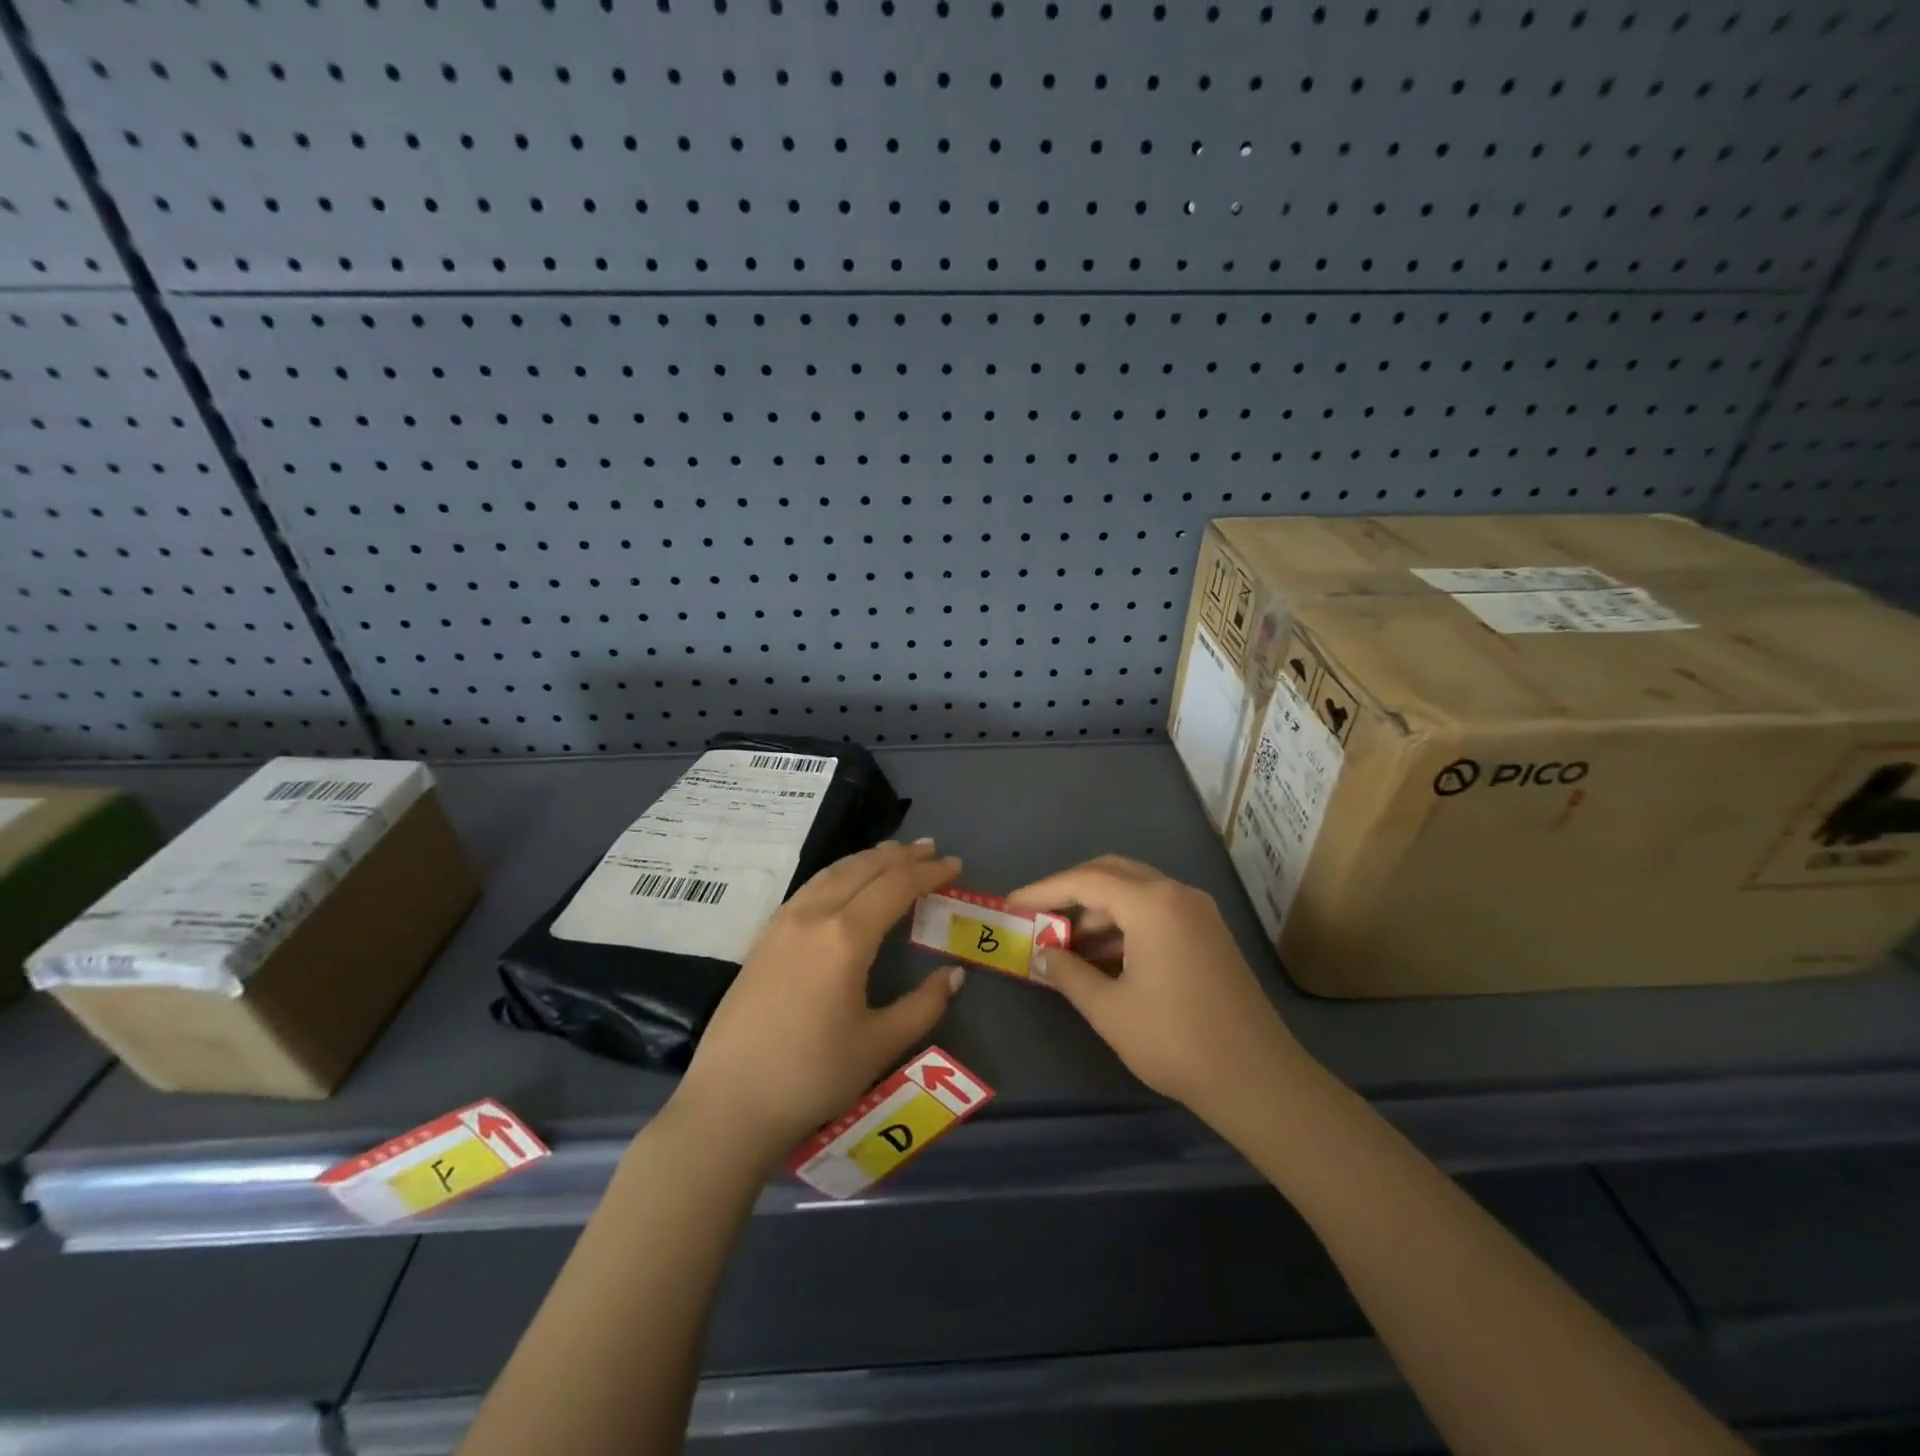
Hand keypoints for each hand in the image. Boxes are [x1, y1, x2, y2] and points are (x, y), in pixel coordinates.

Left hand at [674, 839, 965, 1161]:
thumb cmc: (811, 1076)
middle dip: (901, 856)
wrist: (729, 1104)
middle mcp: (813, 916)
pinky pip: (810, 887)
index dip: (928, 872)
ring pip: (833, 872)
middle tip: (931, 849)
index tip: (955, 864)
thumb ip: (923, 1005)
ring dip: (868, 858)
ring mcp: (783, 923)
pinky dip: (839, 873)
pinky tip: (845, 883)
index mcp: (845, 937)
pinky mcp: (764, 937)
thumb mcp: (879, 1045)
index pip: (896, 887)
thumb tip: (954, 974)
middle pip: (863, 869)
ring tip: (894, 854)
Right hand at [1009, 855, 1307, 1125]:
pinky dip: (1123, 925)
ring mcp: (1197, 911)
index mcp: (1151, 903)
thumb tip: (1042, 955)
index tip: (1012, 906)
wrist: (1258, 1080)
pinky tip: (1102, 958)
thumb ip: (1068, 974)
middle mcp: (1176, 894)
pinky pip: (1154, 911)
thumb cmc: (1176, 1042)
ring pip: (1134, 892)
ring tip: (1064, 946)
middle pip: (1111, 873)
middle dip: (1070, 892)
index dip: (1043, 891)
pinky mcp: (1207, 932)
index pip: (1084, 880)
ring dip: (1097, 911)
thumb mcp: (1109, 1009)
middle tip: (1037, 918)